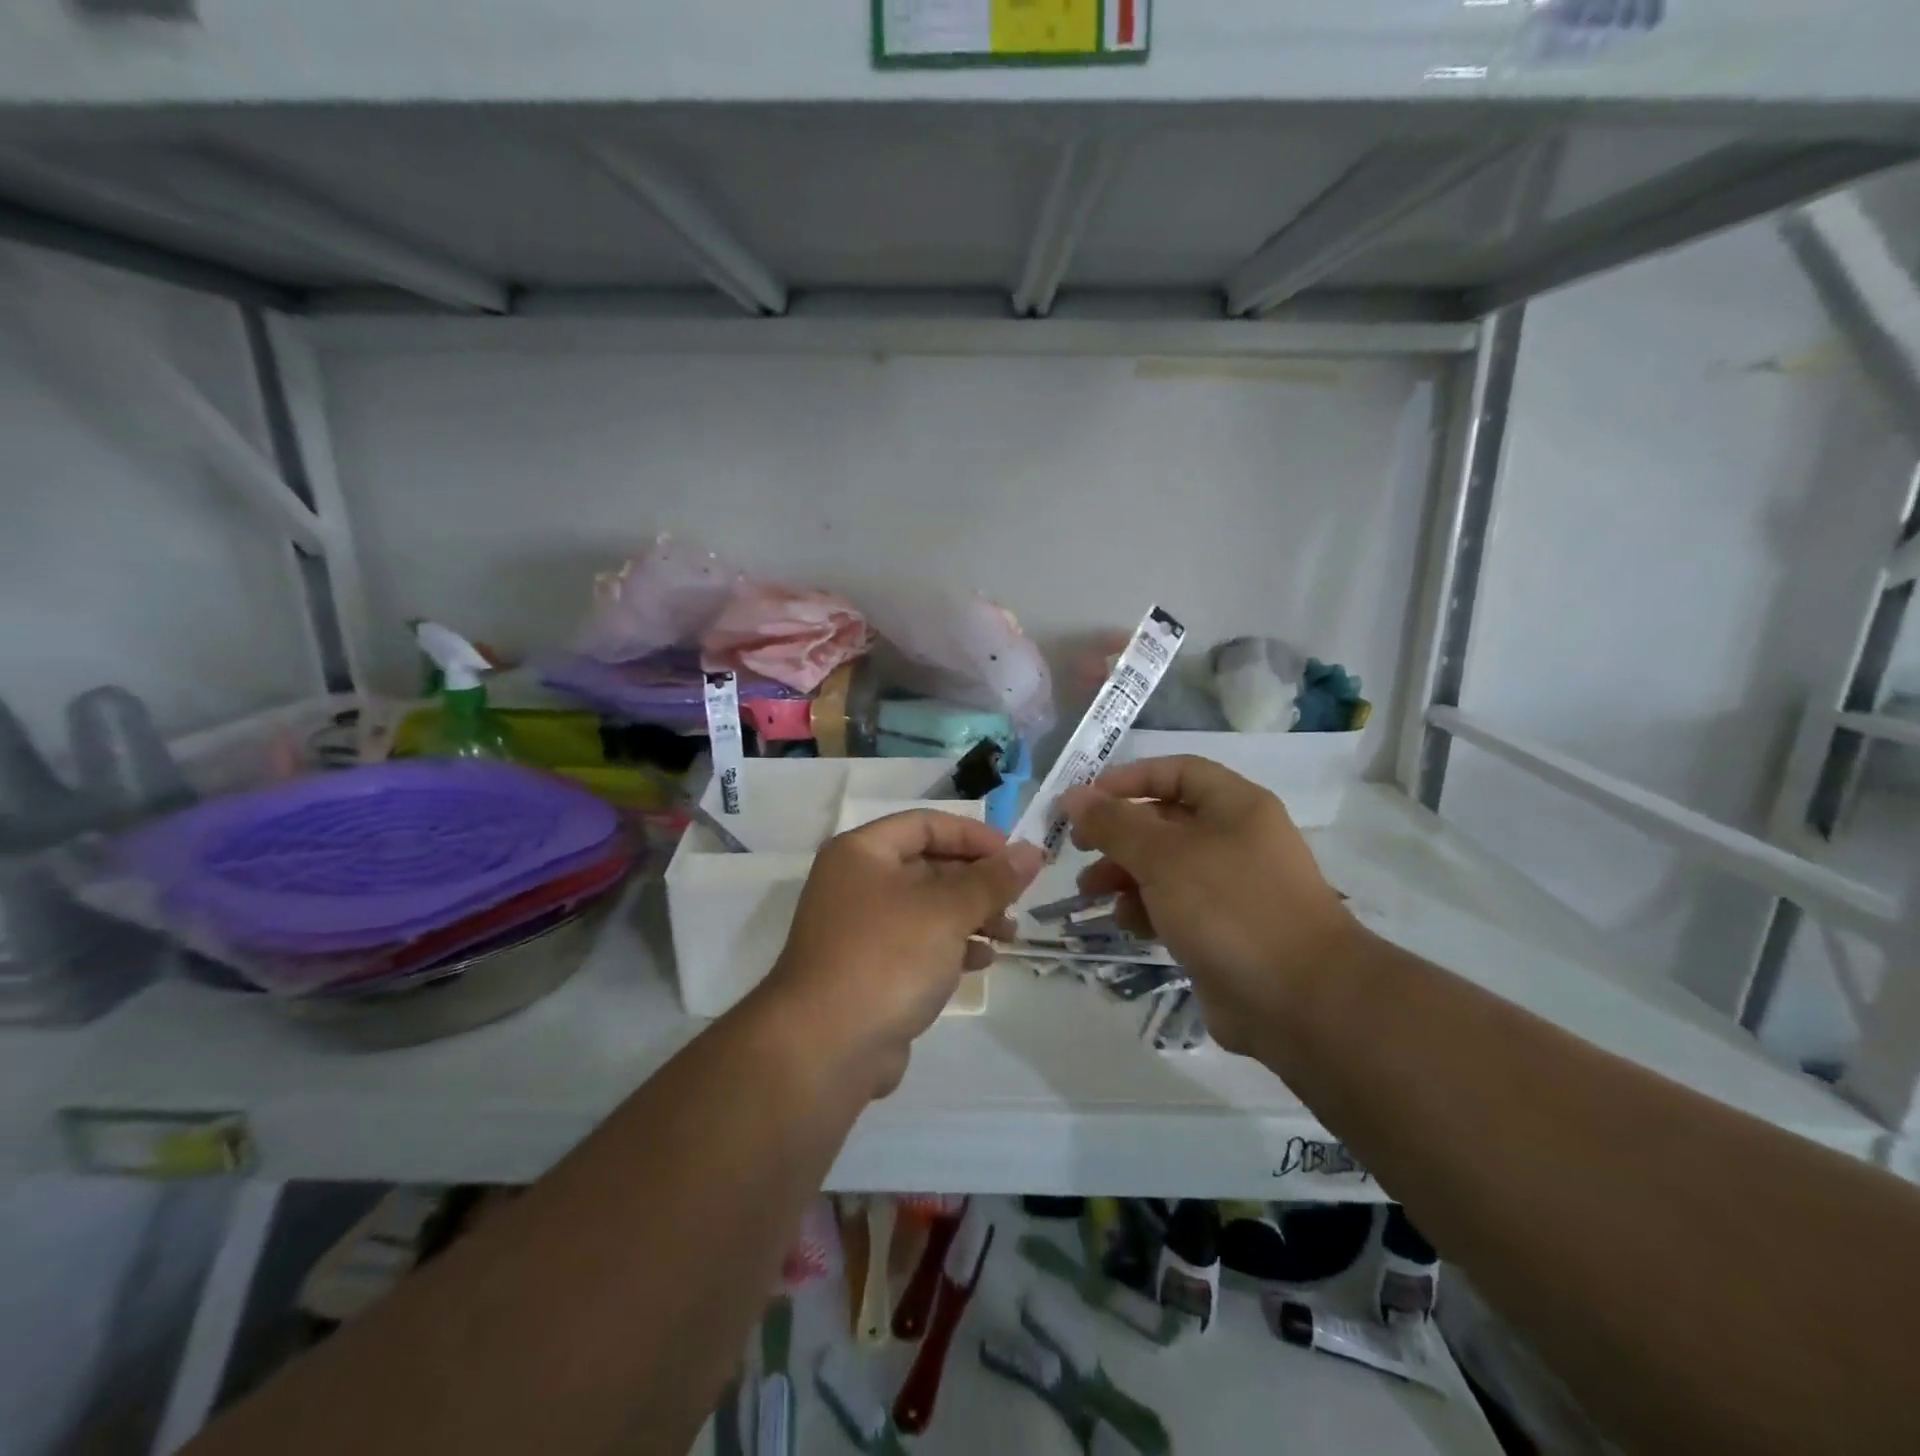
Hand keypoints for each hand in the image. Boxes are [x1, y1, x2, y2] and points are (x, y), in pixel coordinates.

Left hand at [761, 811, 1041, 1097]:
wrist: (826, 1049)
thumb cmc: (887, 959)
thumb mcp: (947, 912)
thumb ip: (992, 880)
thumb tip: (1032, 851)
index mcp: (861, 852)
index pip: (926, 824)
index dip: (974, 835)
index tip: (1015, 856)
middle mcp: (856, 883)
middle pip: (928, 865)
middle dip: (977, 881)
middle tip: (1017, 900)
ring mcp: (861, 929)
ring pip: (927, 907)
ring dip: (971, 915)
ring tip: (1008, 935)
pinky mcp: (869, 969)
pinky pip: (918, 944)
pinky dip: (952, 946)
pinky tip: (983, 961)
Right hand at [1061, 756, 1356, 1055]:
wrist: (1299, 1000)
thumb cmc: (1230, 908)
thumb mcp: (1163, 857)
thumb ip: (1114, 823)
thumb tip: (1073, 796)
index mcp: (1235, 806)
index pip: (1177, 772)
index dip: (1129, 779)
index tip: (1086, 799)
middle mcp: (1235, 839)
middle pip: (1165, 820)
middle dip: (1118, 833)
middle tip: (1078, 848)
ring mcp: (1232, 887)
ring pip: (1165, 866)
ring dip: (1124, 873)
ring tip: (1090, 892)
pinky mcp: (1224, 929)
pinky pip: (1175, 905)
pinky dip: (1146, 908)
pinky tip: (1126, 924)